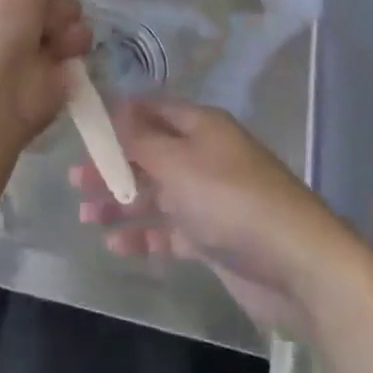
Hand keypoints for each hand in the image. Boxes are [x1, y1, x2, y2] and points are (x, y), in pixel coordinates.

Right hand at [71, 100, 360, 333]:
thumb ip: (141, 139)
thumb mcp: (178, 162)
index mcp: (200, 127)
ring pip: (155, 193)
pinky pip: (169, 230)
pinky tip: (114, 243)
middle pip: (149, 153)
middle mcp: (203, 156)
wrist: (297, 265)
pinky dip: (143, 233)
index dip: (119, 117)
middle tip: (75, 180)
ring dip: (121, 201)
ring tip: (84, 214)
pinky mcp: (212, 239)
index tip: (84, 130)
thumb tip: (115, 108)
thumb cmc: (231, 200)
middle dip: (113, 165)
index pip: (152, 110)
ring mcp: (208, 199)